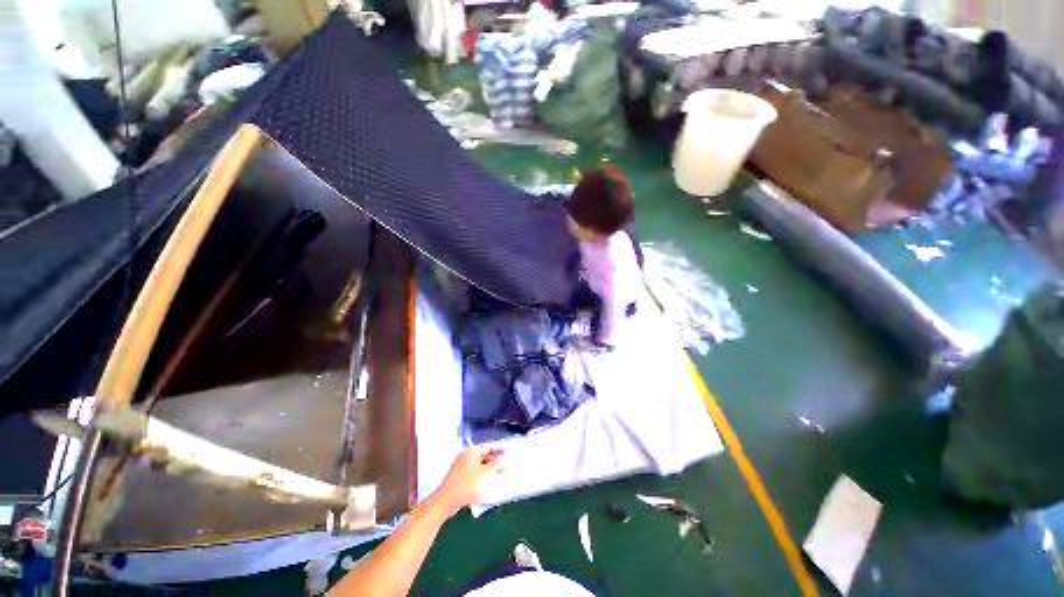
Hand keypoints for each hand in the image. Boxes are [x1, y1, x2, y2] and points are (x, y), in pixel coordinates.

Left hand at [431, 447, 503, 515]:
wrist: (446, 501)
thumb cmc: (468, 485)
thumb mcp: (486, 473)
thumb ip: (496, 464)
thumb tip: (502, 458)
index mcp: (472, 451)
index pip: (489, 447)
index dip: (499, 450)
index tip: (508, 453)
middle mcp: (465, 456)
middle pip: (483, 456)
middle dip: (494, 461)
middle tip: (505, 465)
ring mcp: (460, 466)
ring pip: (478, 466)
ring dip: (488, 470)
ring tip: (498, 475)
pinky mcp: (458, 477)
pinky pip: (473, 473)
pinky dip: (480, 476)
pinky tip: (486, 483)